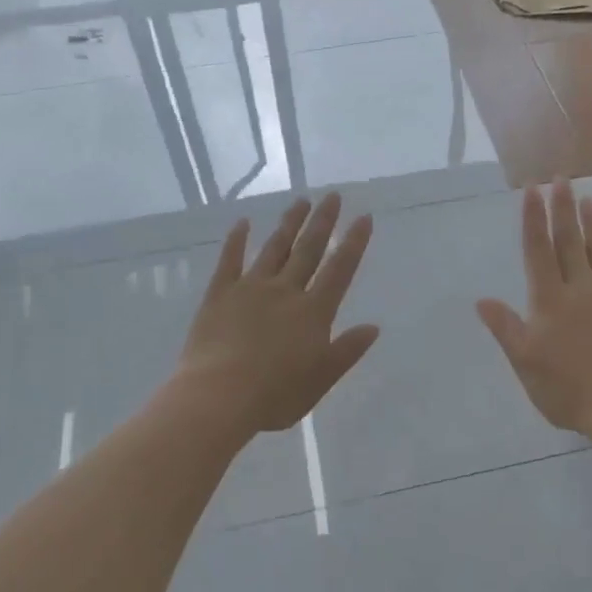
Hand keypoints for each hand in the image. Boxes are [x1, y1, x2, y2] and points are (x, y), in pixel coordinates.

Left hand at [175, 193, 378, 438]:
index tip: (363, 217)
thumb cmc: (274, 395)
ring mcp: (251, 288)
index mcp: (313, 312)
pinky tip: (243, 223)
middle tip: (332, 195)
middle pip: (308, 249)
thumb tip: (373, 327)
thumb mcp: (320, 380)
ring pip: (275, 248)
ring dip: (289, 223)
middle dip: (323, 221)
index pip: (340, 270)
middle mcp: (285, 291)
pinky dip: (237, 240)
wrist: (218, 396)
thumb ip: (346, 351)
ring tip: (301, 201)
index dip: (353, 243)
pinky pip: (230, 260)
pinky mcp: (220, 294)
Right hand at [477, 181, 591, 449]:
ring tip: (589, 198)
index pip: (538, 252)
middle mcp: (581, 289)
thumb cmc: (571, 391)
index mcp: (550, 302)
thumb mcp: (527, 365)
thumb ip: (507, 329)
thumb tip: (481, 300)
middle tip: (560, 179)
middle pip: (569, 242)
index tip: (532, 191)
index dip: (533, 220)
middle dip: (562, 209)